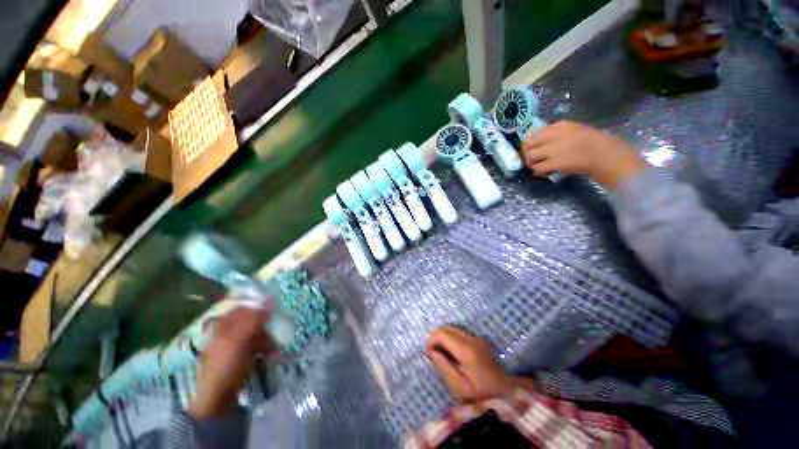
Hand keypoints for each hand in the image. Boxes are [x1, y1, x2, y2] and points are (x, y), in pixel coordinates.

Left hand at [191, 306, 274, 420]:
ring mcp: (237, 342)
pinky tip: (271, 354)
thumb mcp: (238, 339)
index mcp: (225, 323)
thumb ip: (254, 318)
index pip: (247, 306)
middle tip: (276, 331)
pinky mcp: (244, 353)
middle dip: (268, 325)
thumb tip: (272, 298)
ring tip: (273, 348)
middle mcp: (230, 329)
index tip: (277, 309)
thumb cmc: (226, 365)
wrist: (219, 397)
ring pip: (260, 331)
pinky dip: (267, 347)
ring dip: (269, 338)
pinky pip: (260, 343)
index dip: (262, 306)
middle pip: (255, 318)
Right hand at [426, 325, 521, 402]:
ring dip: (444, 339)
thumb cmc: (482, 397)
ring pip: (453, 329)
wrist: (509, 398)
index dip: (431, 342)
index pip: (441, 333)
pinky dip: (452, 340)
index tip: (430, 356)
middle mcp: (472, 338)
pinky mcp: (481, 341)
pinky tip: (453, 355)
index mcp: (466, 349)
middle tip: (434, 356)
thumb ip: (442, 366)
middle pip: (446, 327)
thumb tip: (430, 351)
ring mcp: (478, 338)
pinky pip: (460, 333)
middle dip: (436, 339)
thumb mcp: (458, 387)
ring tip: (443, 356)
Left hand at [522, 121, 648, 188]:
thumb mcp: (575, 131)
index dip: (529, 143)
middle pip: (528, 144)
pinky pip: (537, 168)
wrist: (606, 154)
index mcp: (560, 126)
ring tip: (538, 167)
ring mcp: (553, 149)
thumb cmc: (595, 143)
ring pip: (530, 157)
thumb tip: (541, 143)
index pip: (534, 133)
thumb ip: (558, 135)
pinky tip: (544, 173)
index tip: (532, 148)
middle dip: (527, 153)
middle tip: (532, 159)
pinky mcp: (554, 163)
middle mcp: (554, 136)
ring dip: (531, 163)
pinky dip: (538, 172)